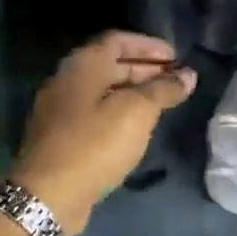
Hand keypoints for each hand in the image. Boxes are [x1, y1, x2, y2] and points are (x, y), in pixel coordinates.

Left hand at [12, 31, 196, 234]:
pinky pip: (93, 113)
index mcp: (82, 65)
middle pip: (108, 64)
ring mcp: (59, 110)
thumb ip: (163, 90)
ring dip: (131, 92)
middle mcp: (66, 80)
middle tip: (173, 80)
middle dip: (143, 69)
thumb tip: (188, 75)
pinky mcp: (59, 137)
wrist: (48, 195)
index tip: (175, 57)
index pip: (117, 40)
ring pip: (101, 91)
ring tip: (160, 103)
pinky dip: (117, 112)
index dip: (148, 45)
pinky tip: (135, 128)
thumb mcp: (136, 113)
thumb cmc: (95, 145)